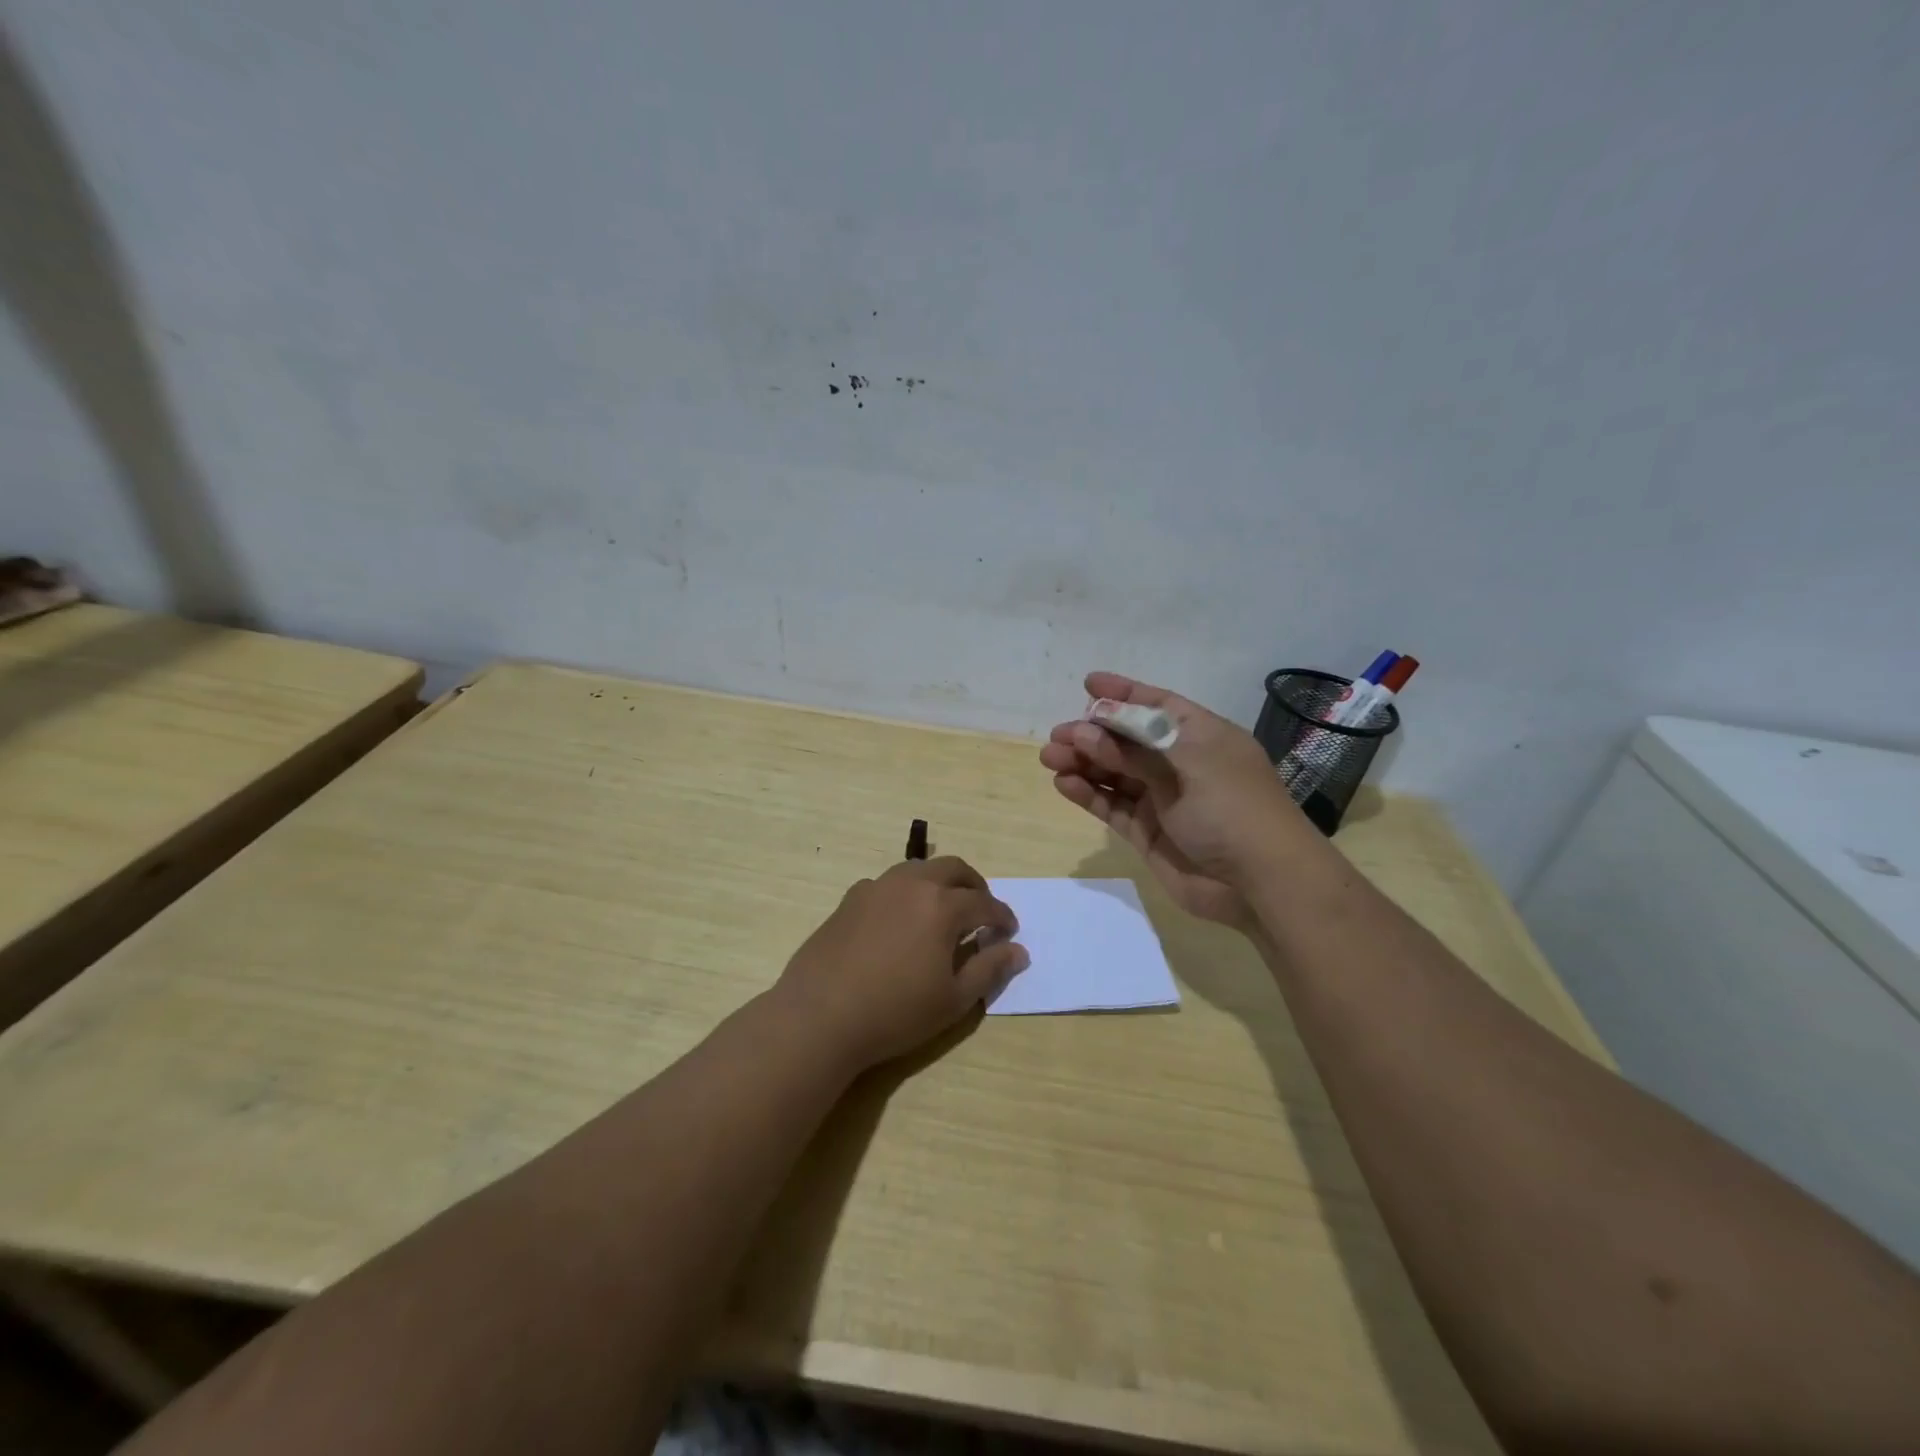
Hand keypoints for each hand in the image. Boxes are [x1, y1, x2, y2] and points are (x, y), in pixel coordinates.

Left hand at [773, 857, 1026, 1071]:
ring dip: (938, 883)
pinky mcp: (850, 899)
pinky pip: (888, 884)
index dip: (1002, 917)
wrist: (820, 1015)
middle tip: (981, 910)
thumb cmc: (895, 1012)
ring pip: (917, 870)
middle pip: (952, 868)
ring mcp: (876, 888)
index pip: (984, 903)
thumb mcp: (953, 1000)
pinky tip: (900, 921)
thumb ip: (989, 969)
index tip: (1009, 932)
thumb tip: (1018, 950)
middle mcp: (911, 884)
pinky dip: (906, 893)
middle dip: (974, 886)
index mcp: (942, 905)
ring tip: (942, 910)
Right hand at [1039, 671, 1307, 927]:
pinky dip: (1088, 794)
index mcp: (1200, 736)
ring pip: (1115, 774)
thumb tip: (1084, 732)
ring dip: (1083, 763)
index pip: (1156, 705)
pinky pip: (1112, 807)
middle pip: (1128, 740)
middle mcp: (1180, 763)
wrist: (1260, 883)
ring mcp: (1163, 799)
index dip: (1123, 693)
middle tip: (1057, 736)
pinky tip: (1064, 784)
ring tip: (1050, 758)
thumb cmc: (1231, 808)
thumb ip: (1132, 750)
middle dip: (1092, 734)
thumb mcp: (1185, 765)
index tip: (1088, 684)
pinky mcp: (1148, 832)